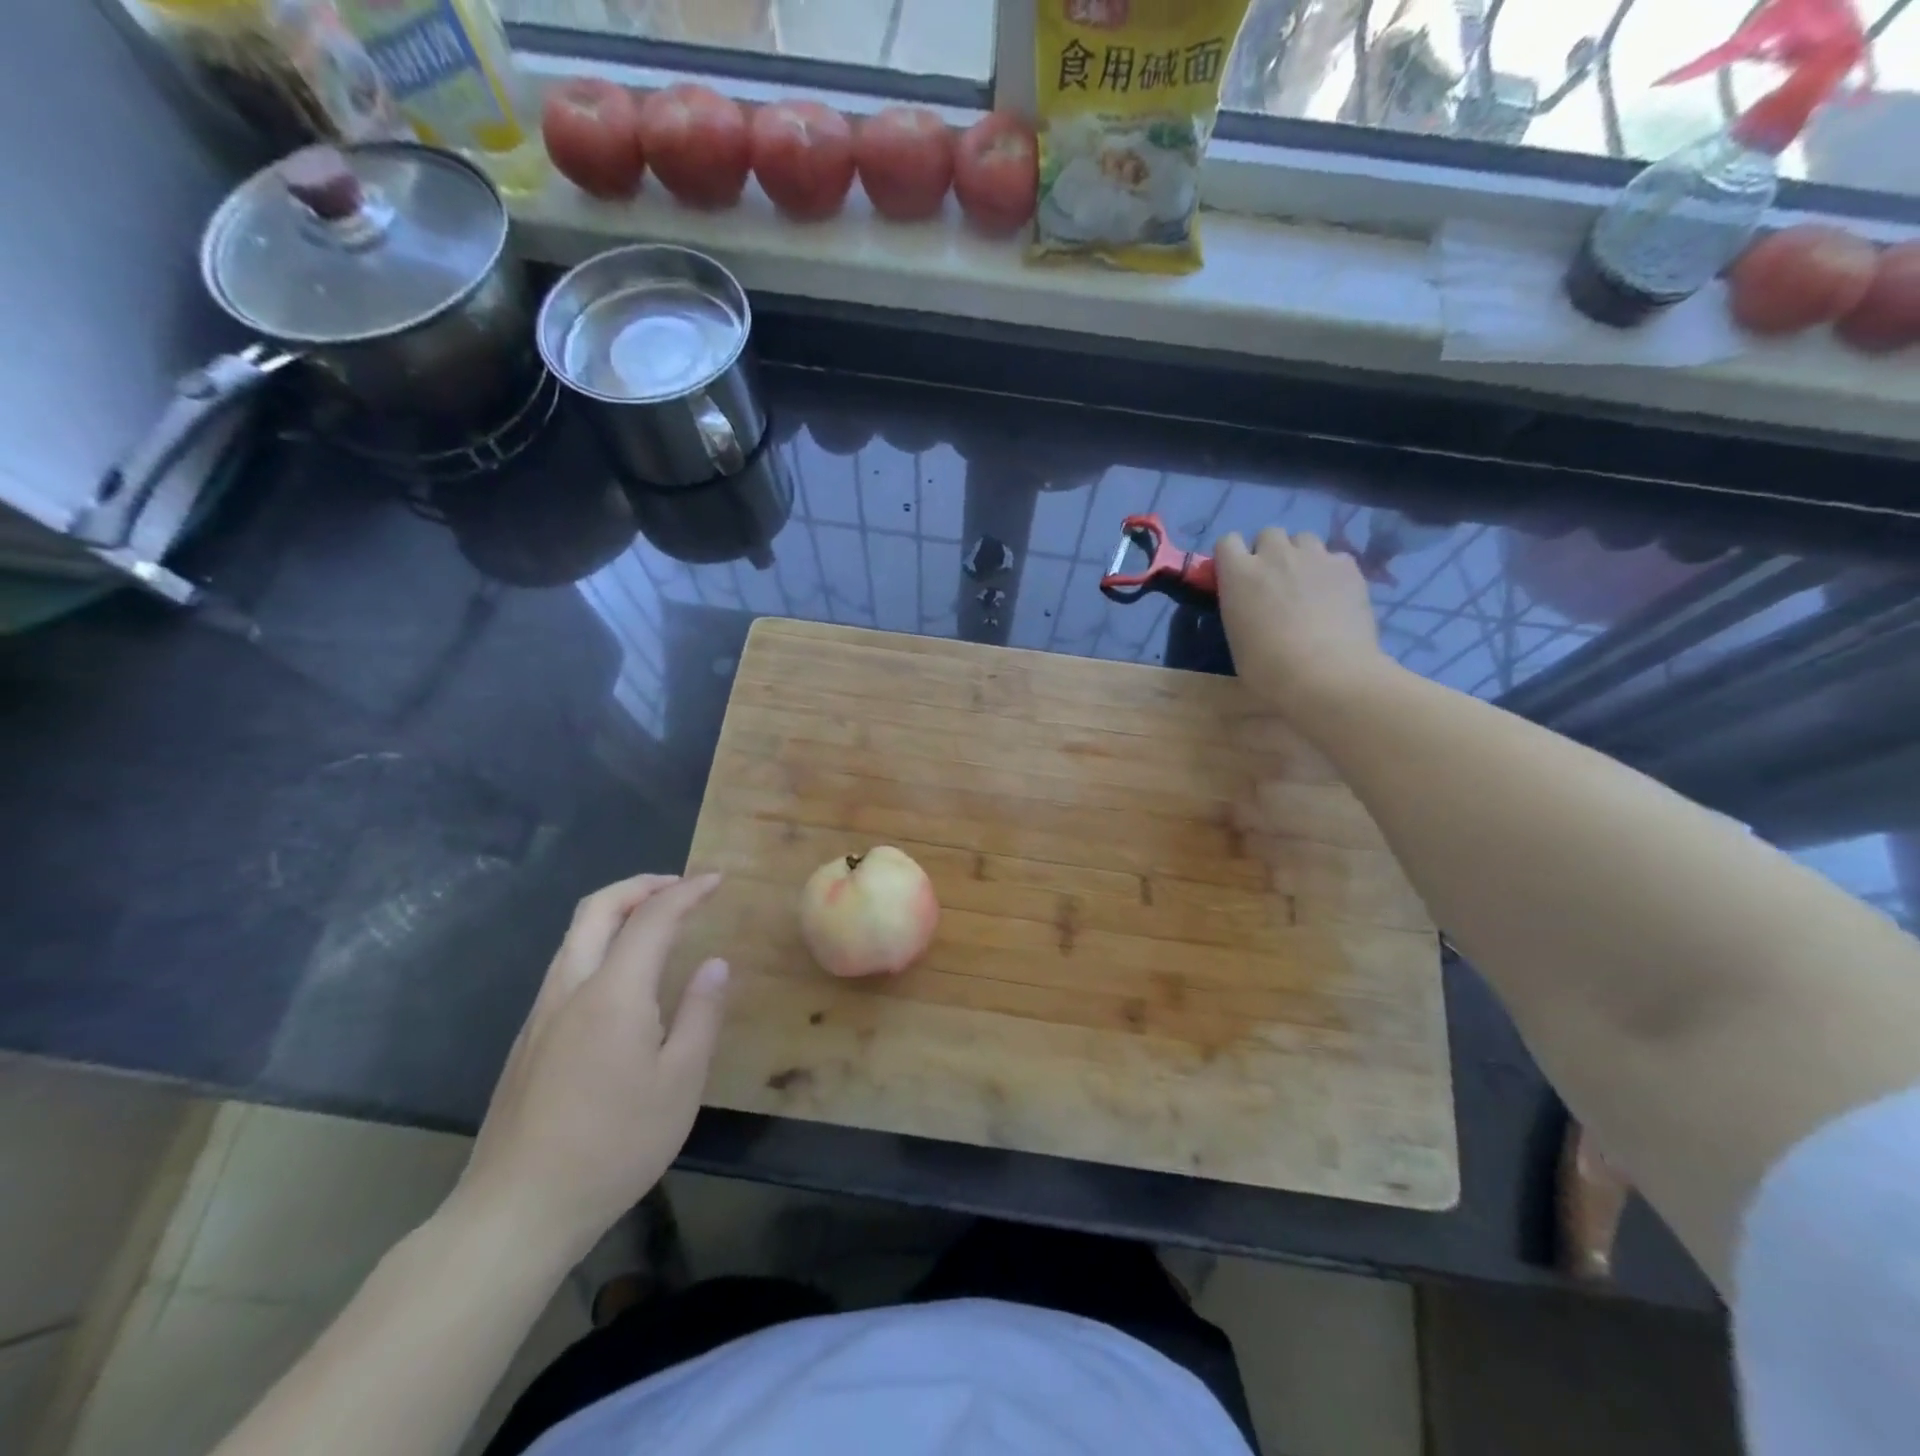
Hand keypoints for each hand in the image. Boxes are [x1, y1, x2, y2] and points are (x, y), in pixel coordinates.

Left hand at [452, 873, 729, 1260]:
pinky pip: (566, 964)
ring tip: (655, 919)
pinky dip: (599, 941)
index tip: (716, 881)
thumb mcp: (680, 1083)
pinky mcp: (528, 1039)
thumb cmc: (613, 1146)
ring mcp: (541, 1013)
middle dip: (640, 885)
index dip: (687, 892)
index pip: (652, 918)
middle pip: (598, 908)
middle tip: (680, 886)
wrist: (516, 1211)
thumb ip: (700, 1014)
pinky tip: (622, 974)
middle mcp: (570, 988)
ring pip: (575, 935)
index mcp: (612, 993)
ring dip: (616, 910)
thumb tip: (715, 964)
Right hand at [1215, 528, 1389, 715]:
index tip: (1236, 578)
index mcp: (1238, 574)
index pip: (1227, 542)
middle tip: (1274, 583)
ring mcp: (1314, 557)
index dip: (1232, 558)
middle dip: (1269, 553)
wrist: (1325, 675)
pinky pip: (1334, 557)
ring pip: (1304, 539)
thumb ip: (1239, 608)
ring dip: (1300, 556)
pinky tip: (1335, 596)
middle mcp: (1274, 555)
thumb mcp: (1236, 638)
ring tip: (1306, 585)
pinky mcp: (1347, 566)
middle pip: (1268, 534)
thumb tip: (1249, 606)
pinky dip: (1331, 570)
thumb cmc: (1267, 669)